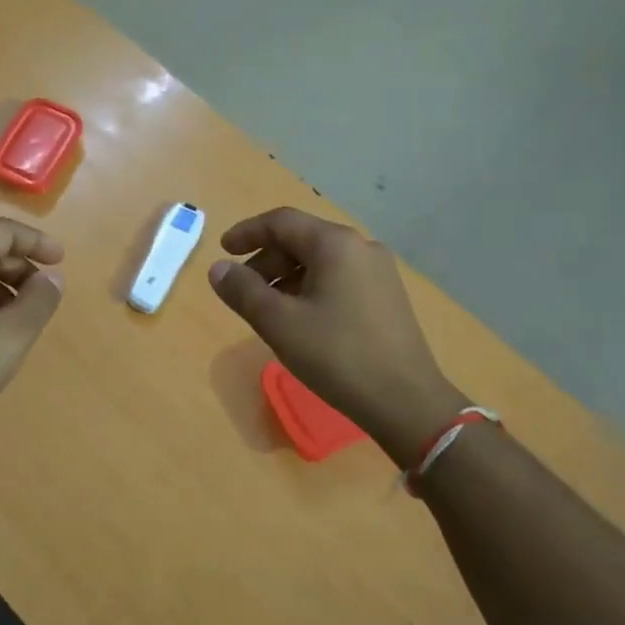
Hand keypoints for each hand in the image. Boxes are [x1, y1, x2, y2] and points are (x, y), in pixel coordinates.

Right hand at [207, 207, 465, 464]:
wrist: (406, 402)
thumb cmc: (337, 356)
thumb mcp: (279, 323)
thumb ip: (243, 291)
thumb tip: (218, 269)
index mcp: (335, 244)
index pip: (281, 222)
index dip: (247, 232)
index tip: (222, 250)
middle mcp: (361, 247)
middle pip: (302, 239)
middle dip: (266, 260)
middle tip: (241, 289)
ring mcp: (379, 272)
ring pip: (320, 261)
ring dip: (287, 276)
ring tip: (266, 309)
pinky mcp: (387, 297)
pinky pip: (339, 278)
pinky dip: (310, 288)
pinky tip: (300, 319)